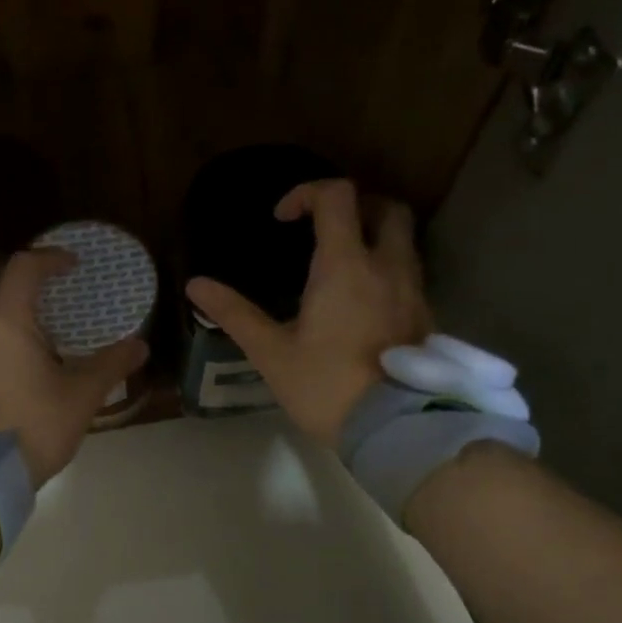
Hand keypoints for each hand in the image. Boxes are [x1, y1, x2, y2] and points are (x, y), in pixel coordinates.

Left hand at [0, 249, 148, 485]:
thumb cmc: (34, 427)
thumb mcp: (81, 395)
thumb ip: (111, 365)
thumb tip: (140, 345)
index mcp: (5, 322)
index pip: (24, 268)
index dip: (50, 258)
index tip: (71, 264)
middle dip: (15, 279)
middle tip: (44, 291)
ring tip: (29, 327)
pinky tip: (10, 360)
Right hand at [187, 179, 430, 444]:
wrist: (391, 429)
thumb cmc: (325, 386)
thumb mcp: (271, 352)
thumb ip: (235, 313)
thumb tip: (195, 285)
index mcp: (345, 265)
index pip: (336, 196)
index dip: (306, 193)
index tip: (282, 219)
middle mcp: (387, 266)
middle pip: (387, 207)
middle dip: (356, 205)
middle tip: (325, 229)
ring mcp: (414, 291)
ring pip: (405, 241)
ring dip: (375, 237)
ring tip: (343, 264)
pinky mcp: (426, 317)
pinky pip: (410, 274)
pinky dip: (388, 270)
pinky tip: (364, 301)